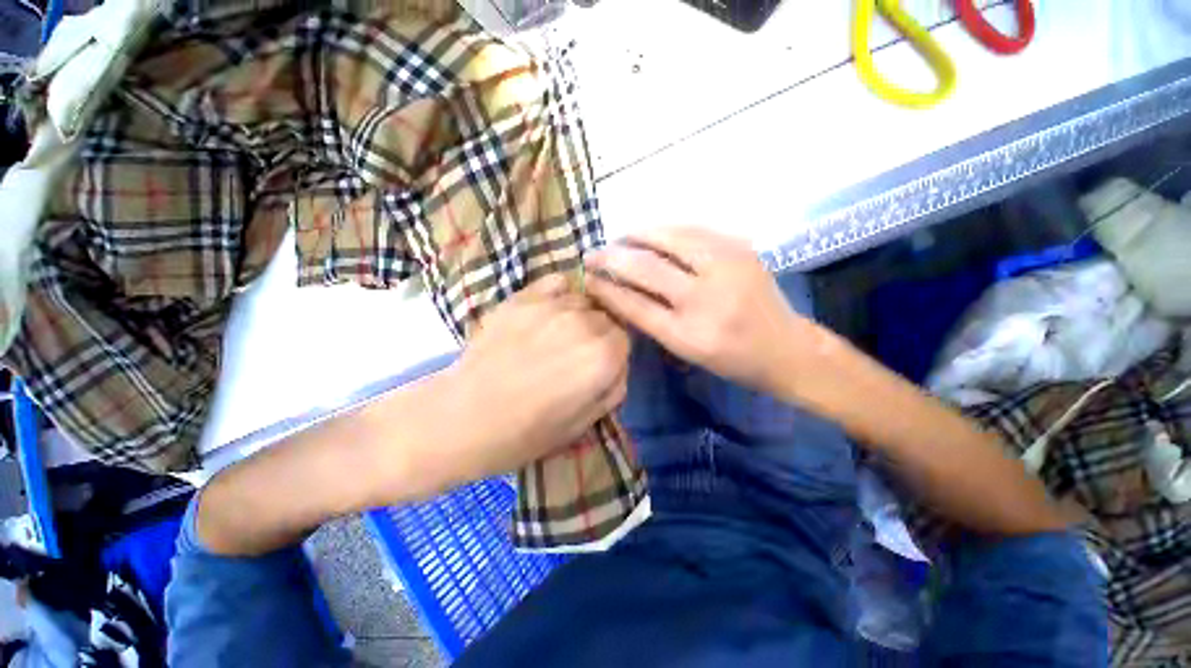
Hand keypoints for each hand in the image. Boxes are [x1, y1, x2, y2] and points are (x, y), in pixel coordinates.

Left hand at [433, 275, 630, 485]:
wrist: (464, 417)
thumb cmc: (527, 431)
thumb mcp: (584, 423)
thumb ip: (614, 389)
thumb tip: (619, 365)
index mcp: (603, 357)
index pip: (625, 339)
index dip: (613, 353)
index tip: (599, 365)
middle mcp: (585, 323)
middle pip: (606, 317)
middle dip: (599, 334)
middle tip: (577, 353)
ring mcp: (552, 306)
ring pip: (584, 299)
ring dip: (579, 315)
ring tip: (559, 334)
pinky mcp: (524, 297)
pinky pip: (556, 283)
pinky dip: (560, 294)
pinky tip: (548, 311)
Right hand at [586, 227, 825, 397]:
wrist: (786, 347)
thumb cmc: (731, 359)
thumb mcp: (685, 351)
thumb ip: (652, 320)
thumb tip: (620, 291)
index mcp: (688, 334)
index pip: (634, 304)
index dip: (606, 289)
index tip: (587, 278)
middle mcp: (705, 299)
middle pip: (646, 268)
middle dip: (612, 258)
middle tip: (592, 253)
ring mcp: (726, 268)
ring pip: (669, 238)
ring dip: (637, 235)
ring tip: (619, 237)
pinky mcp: (740, 249)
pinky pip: (694, 231)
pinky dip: (667, 230)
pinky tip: (653, 233)